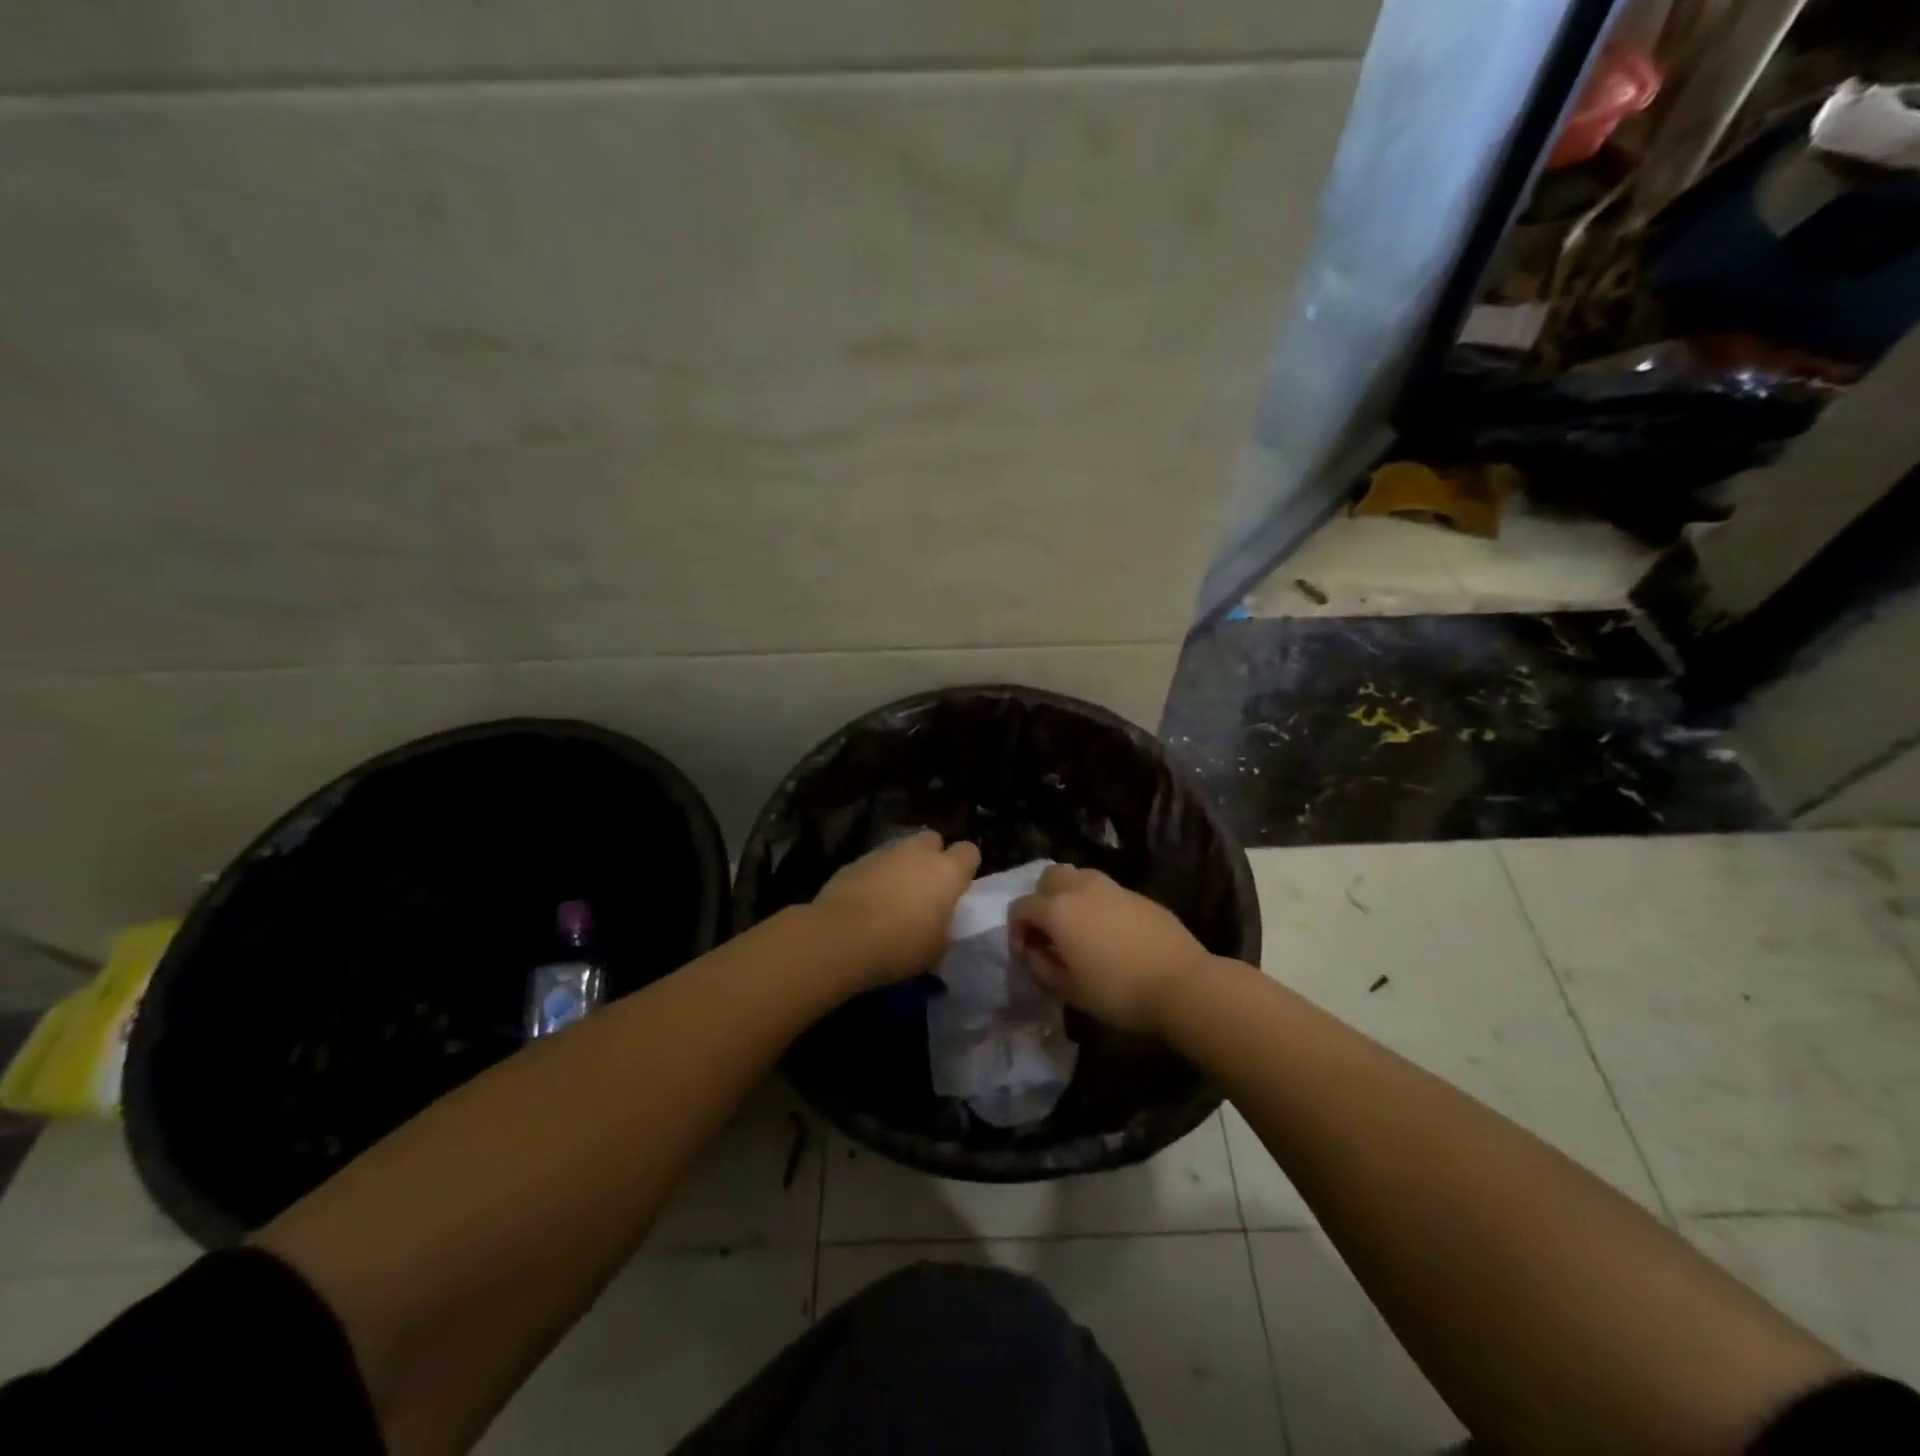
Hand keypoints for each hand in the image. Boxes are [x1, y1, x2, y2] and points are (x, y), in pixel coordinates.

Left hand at [812, 831, 981, 987]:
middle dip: (933, 857)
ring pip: (901, 850)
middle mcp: (917, 853)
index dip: (966, 867)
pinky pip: (874, 864)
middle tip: (927, 887)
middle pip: (933, 839)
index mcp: (946, 871)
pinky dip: (876, 877)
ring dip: (902, 867)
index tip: (959, 887)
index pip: (969, 852)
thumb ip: (944, 927)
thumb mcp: (937, 949)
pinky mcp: (855, 862)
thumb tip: (938, 922)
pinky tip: (867, 902)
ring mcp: (883, 854)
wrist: (841, 938)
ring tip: (894, 897)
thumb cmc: (900, 946)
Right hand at [1009, 865, 1211, 1034]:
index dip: (1016, 930)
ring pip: (1080, 878)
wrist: (1182, 984)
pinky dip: (1098, 905)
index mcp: (1057, 909)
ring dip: (1071, 898)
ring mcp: (1113, 887)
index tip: (1027, 956)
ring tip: (1080, 931)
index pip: (1021, 906)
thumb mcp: (1067, 990)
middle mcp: (1081, 888)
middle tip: (1050, 933)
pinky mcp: (1139, 895)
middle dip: (1042, 901)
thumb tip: (1033, 953)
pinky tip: (1111, 935)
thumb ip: (1040, 967)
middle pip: (1049, 878)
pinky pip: (1107, 892)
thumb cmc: (1117, 992)